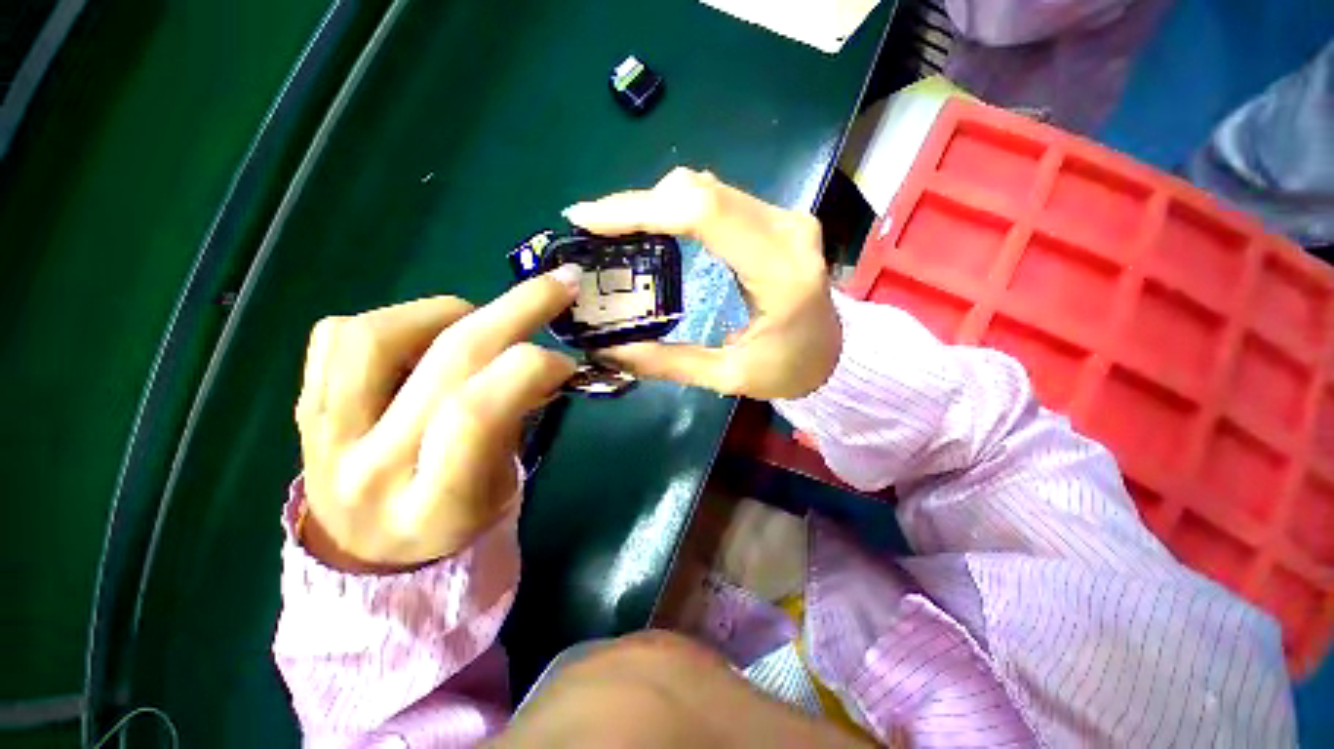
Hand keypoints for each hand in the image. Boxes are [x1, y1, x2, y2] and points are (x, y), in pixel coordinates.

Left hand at [294, 268, 580, 572]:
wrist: (367, 546)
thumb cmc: (452, 520)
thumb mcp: (501, 487)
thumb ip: (516, 420)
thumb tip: (542, 361)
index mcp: (434, 503)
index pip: (476, 414)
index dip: (528, 369)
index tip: (564, 361)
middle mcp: (371, 468)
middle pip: (445, 361)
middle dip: (516, 310)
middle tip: (558, 286)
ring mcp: (324, 434)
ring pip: (380, 335)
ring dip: (448, 312)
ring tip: (476, 322)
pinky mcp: (302, 407)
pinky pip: (338, 334)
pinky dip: (397, 318)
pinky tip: (425, 336)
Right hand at [563, 167, 839, 399]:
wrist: (833, 355)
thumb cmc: (789, 371)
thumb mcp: (728, 377)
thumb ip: (668, 364)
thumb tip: (607, 352)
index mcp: (780, 273)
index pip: (704, 214)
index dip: (641, 208)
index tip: (589, 218)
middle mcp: (787, 230)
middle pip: (701, 190)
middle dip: (639, 203)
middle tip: (594, 227)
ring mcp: (786, 219)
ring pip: (707, 187)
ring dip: (656, 202)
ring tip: (616, 229)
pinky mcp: (778, 220)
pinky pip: (719, 198)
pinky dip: (678, 207)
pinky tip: (654, 226)